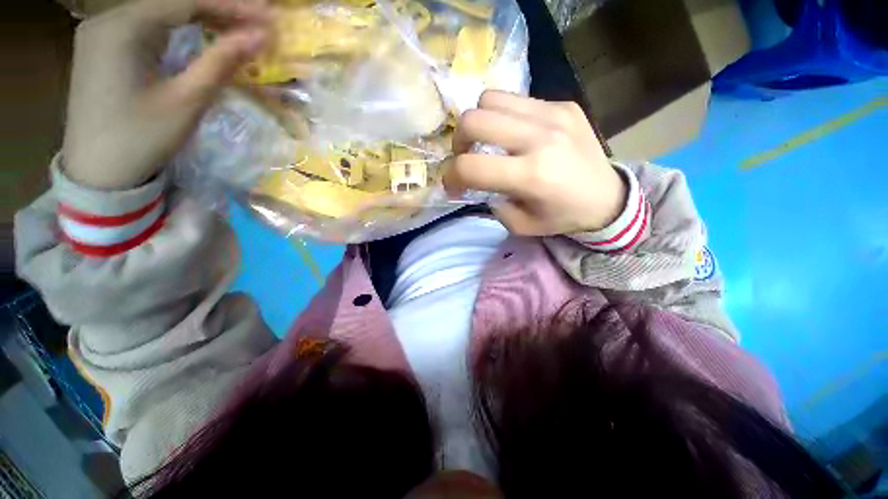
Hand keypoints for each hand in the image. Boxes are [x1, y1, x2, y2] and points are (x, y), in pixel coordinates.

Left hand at [63, 0, 269, 189]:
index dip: (230, 5)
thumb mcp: (186, 101)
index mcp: (121, 28)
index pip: (184, 1)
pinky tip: (200, 33)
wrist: (98, 173)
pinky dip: (178, 27)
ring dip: (199, 16)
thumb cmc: (141, 139)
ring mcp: (102, 32)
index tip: (267, 15)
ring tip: (236, 25)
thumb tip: (258, 38)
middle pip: (170, 2)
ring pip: (159, 12)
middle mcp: (107, 19)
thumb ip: (221, 63)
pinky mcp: (104, 47)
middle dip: (217, 8)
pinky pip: (147, 25)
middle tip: (256, 19)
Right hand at [445, 91, 625, 235]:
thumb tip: (476, 182)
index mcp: (531, 176)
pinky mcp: (563, 104)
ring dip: (480, 122)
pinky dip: (504, 117)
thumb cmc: (562, 217)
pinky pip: (517, 100)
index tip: (453, 184)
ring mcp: (554, 114)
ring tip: (488, 140)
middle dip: (459, 141)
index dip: (450, 176)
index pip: (470, 167)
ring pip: (491, 99)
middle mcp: (540, 138)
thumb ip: (492, 203)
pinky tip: (514, 134)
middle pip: (475, 119)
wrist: (608, 197)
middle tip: (466, 156)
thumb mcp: (521, 224)